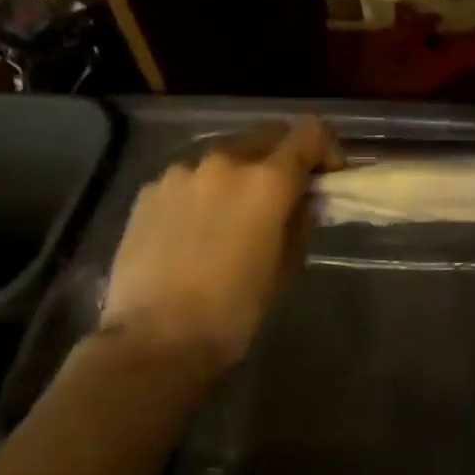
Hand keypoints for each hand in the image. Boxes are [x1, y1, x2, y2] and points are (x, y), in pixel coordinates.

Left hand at [101, 118, 340, 370]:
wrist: (155, 342)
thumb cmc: (235, 309)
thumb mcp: (287, 264)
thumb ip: (300, 218)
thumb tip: (302, 200)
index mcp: (268, 179)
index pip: (310, 132)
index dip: (326, 148)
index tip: (325, 176)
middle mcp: (226, 161)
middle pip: (267, 137)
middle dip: (281, 159)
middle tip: (280, 197)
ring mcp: (182, 173)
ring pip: (224, 158)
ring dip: (237, 177)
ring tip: (229, 218)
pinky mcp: (149, 191)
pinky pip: (189, 179)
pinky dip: (201, 193)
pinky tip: (192, 231)